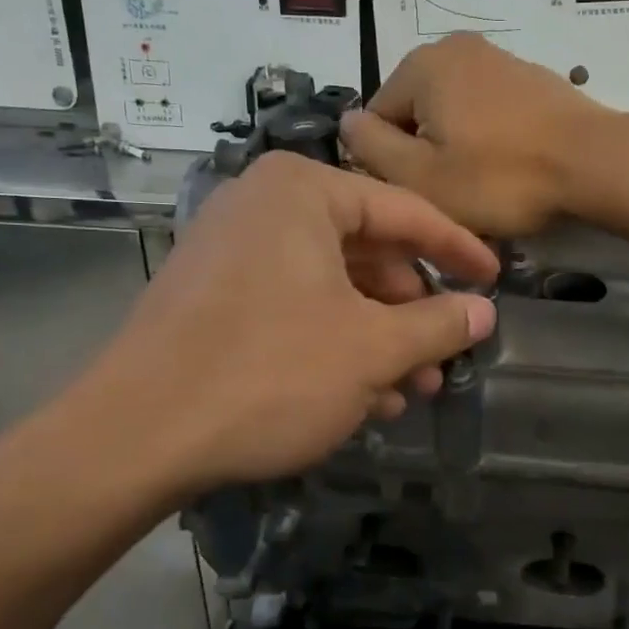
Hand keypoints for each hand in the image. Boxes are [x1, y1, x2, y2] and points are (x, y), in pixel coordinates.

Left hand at [64, 152, 498, 505]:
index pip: (404, 212)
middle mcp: (262, 207)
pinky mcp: (211, 298)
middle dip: (410, 310)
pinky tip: (360, 397)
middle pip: (366, 251)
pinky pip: (292, 308)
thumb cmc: (270, 373)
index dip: (457, 250)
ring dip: (377, 338)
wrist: (136, 436)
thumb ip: (437, 324)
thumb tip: (483, 312)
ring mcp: (230, 252)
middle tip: (443, 355)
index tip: (493, 281)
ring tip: (410, 390)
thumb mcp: (372, 350)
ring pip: (331, 287)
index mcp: (302, 192)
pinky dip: (333, 345)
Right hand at [341, 33, 614, 235]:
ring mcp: (499, 58)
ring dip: (459, 150)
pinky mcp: (533, 78)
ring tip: (486, 185)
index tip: (421, 193)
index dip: (390, 165)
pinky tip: (511, 168)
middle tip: (455, 194)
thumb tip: (347, 123)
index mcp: (421, 65)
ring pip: (455, 115)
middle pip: (417, 114)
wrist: (594, 163)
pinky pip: (490, 113)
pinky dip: (491, 141)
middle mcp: (456, 47)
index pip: (376, 119)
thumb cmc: (499, 177)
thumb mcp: (420, 176)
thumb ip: (371, 147)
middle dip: (427, 154)